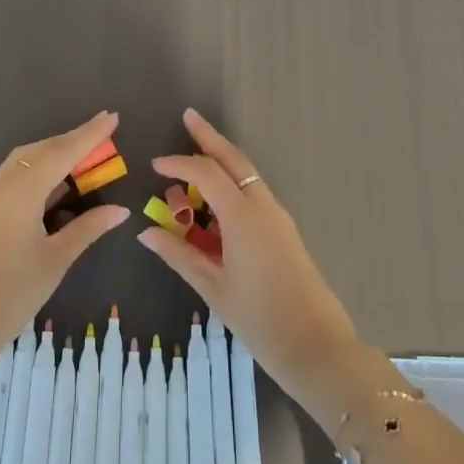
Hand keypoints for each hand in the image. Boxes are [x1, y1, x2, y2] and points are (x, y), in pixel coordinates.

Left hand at [0, 112, 129, 373]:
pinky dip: (39, 172)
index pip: (62, 153)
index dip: (89, 135)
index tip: (112, 116)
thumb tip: (120, 210)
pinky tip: (56, 186)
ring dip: (54, 154)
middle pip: (41, 150)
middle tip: (103, 136)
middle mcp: (2, 186)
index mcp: (21, 192)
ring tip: (84, 158)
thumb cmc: (10, 295)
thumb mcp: (56, 260)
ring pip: (25, 161)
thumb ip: (87, 228)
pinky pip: (15, 178)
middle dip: (72, 140)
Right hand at [138, 109, 358, 398]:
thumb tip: (146, 232)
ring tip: (195, 158)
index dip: (179, 164)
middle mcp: (263, 207)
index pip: (206, 173)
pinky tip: (216, 201)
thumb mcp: (213, 288)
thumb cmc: (260, 320)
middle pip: (234, 160)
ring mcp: (278, 217)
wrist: (318, 347)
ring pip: (247, 175)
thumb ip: (179, 255)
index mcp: (243, 217)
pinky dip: (233, 185)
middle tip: (189, 116)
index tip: (155, 165)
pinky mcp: (284, 230)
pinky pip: (254, 194)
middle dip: (210, 137)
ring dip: (222, 161)